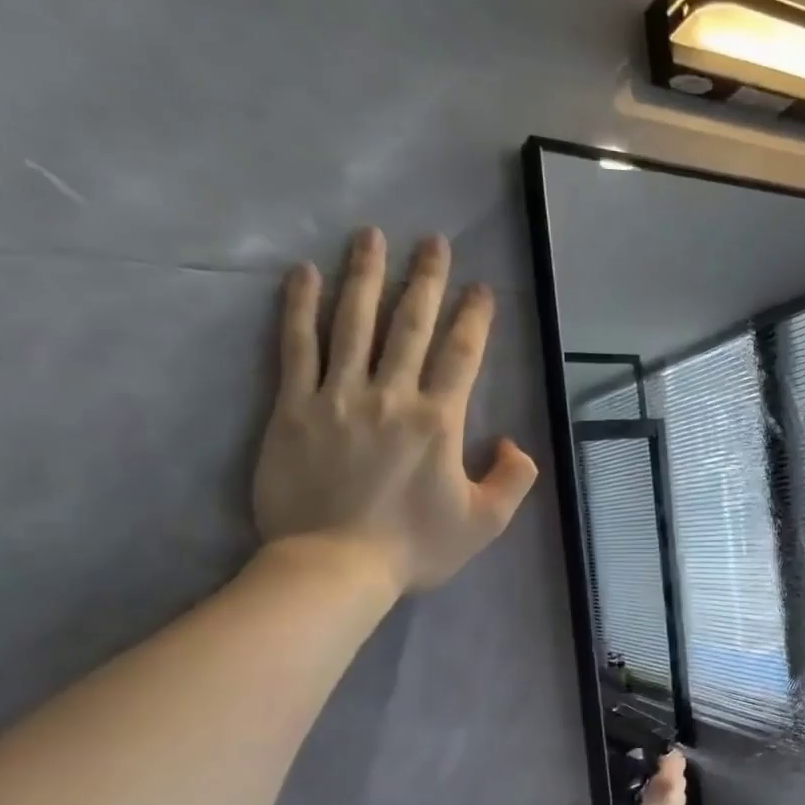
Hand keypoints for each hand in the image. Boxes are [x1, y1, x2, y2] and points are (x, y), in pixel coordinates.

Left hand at [253, 228, 537, 591]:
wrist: (333, 568)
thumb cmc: (415, 547)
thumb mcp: (485, 522)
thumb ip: (513, 479)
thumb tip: (513, 443)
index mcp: (438, 420)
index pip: (462, 354)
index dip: (475, 317)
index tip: (482, 287)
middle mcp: (391, 395)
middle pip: (410, 325)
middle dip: (426, 280)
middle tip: (432, 241)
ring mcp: (337, 397)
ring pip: (353, 323)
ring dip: (365, 276)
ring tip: (370, 236)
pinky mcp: (291, 408)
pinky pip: (296, 348)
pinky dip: (300, 308)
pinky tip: (305, 274)